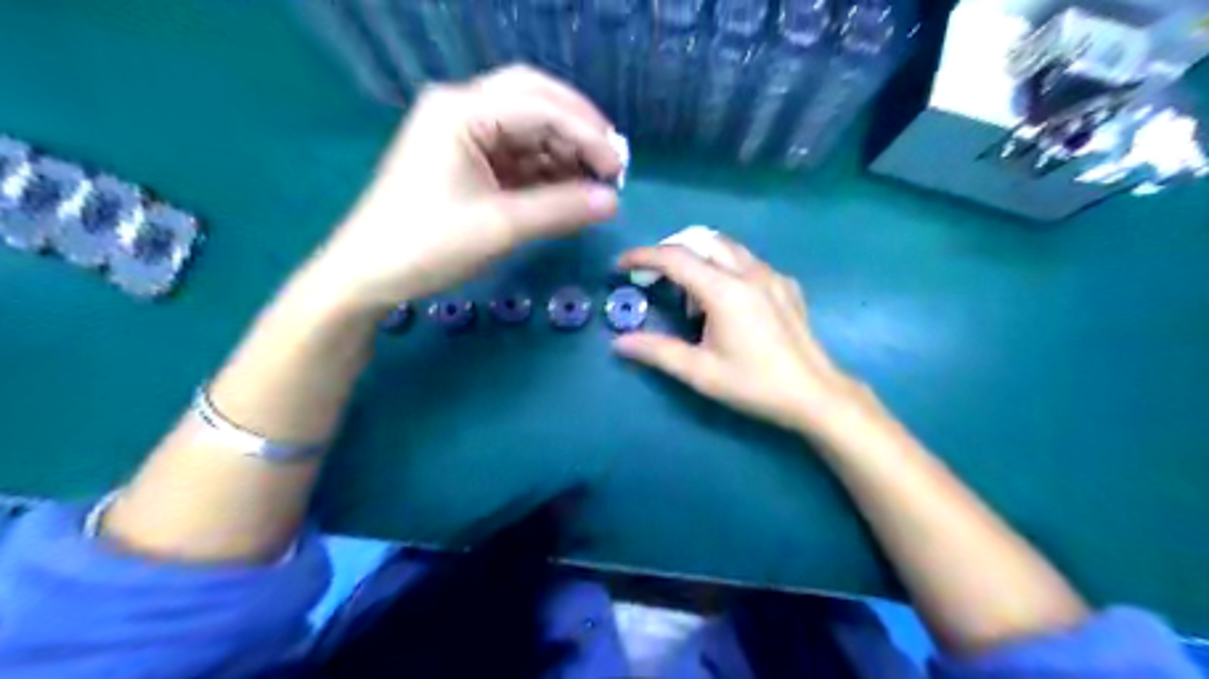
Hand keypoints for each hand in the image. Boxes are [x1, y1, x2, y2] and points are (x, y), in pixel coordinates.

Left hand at [311, 65, 618, 310]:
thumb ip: (561, 210)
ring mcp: (462, 134)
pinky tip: (568, 188)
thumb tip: (613, 202)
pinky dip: (546, 169)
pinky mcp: (466, 160)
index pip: (540, 107)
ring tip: (595, 181)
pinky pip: (516, 152)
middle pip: (534, 99)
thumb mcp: (501, 228)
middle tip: (611, 161)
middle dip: (578, 128)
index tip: (619, 171)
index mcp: (461, 111)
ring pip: (527, 126)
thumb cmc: (427, 246)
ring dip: (564, 149)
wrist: (369, 275)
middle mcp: (461, 109)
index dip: (587, 136)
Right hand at [615, 235, 869, 432]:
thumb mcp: (700, 373)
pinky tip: (726, 302)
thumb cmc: (754, 385)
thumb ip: (657, 352)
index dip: (643, 257)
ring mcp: (772, 276)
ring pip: (727, 248)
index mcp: (725, 291)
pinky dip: (725, 269)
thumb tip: (619, 343)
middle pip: (701, 240)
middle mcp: (749, 272)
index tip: (620, 265)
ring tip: (691, 299)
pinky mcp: (787, 285)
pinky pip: (748, 262)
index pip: (675, 258)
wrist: (814, 394)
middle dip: (672, 252)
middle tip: (654, 278)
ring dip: (700, 260)